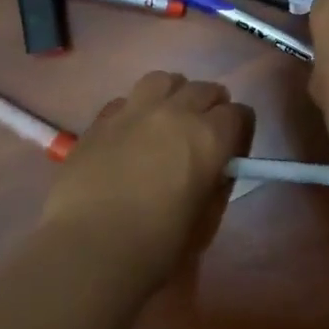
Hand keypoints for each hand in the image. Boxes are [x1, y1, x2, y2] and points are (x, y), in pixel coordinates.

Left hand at [42, 72, 252, 282]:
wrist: (89, 248)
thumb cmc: (156, 246)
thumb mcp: (204, 222)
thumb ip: (216, 185)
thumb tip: (215, 168)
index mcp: (209, 138)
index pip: (239, 114)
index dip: (239, 132)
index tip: (231, 153)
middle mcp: (174, 113)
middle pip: (204, 90)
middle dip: (211, 108)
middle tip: (202, 136)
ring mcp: (133, 111)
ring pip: (163, 80)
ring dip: (173, 95)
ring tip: (167, 120)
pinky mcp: (100, 120)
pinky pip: (126, 99)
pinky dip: (136, 110)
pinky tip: (130, 135)